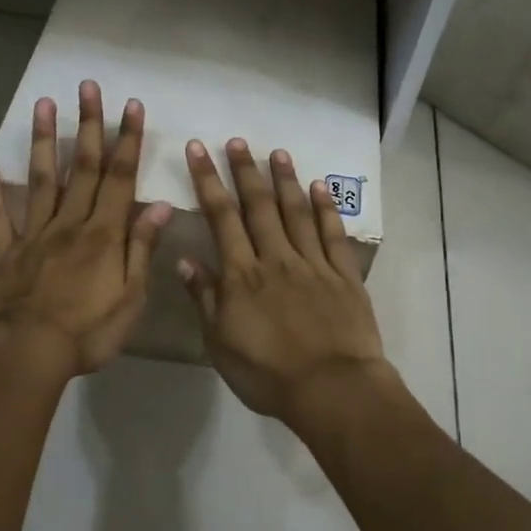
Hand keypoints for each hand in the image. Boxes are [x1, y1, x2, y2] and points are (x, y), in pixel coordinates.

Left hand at [0, 81, 171, 378]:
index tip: (131, 106)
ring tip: (43, 103)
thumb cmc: (86, 333)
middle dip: (87, 125)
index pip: (119, 178)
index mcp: (103, 234)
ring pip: (41, 179)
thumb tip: (159, 205)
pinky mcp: (4, 250)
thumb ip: (141, 248)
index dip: (127, 140)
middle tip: (87, 86)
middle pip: (81, 167)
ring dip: (43, 140)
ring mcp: (33, 234)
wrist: (25, 355)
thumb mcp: (130, 298)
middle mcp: (69, 223)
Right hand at [179, 137, 392, 429]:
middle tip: (237, 141)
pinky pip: (333, 235)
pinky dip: (326, 209)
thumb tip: (186, 260)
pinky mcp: (344, 275)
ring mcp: (313, 264)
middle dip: (245, 170)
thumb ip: (205, 299)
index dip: (208, 181)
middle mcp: (276, 259)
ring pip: (295, 212)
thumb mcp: (220, 344)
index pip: (221, 217)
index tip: (198, 149)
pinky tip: (319, 187)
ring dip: (284, 180)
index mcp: (242, 275)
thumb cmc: (268, 374)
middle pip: (258, 206)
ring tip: (276, 152)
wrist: (331, 389)